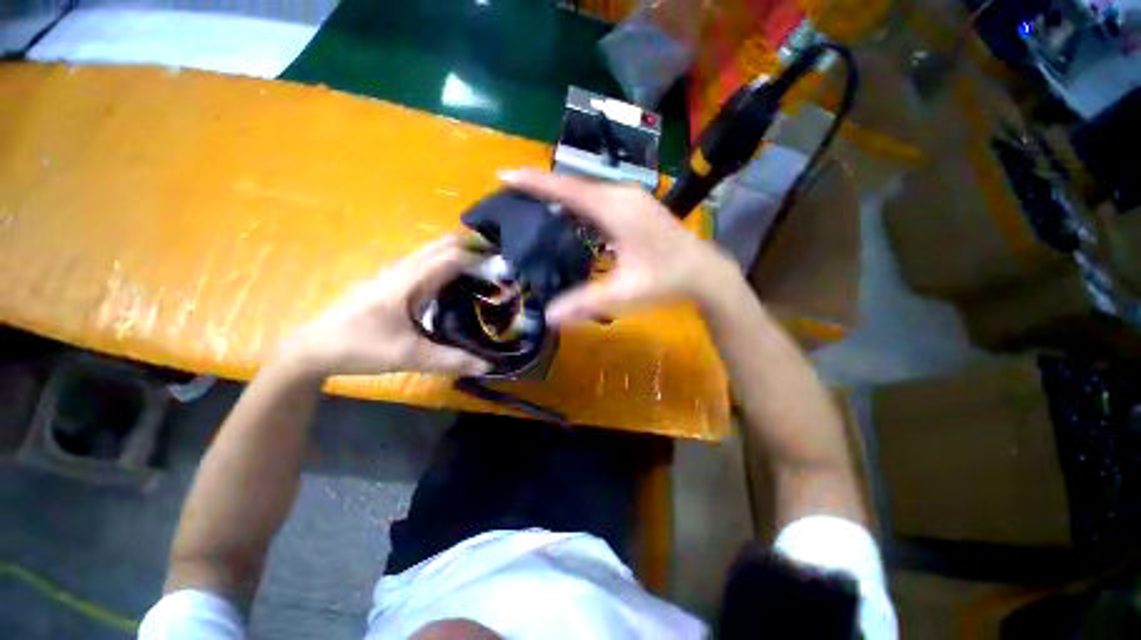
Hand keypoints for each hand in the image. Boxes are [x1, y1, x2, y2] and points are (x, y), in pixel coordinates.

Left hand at [280, 236, 490, 376]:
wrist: (313, 348)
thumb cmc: (360, 346)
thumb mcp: (409, 356)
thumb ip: (451, 360)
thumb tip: (488, 365)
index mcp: (409, 281)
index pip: (451, 256)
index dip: (479, 258)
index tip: (504, 267)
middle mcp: (403, 269)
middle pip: (442, 246)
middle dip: (471, 248)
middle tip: (497, 265)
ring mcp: (394, 272)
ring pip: (432, 251)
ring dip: (458, 253)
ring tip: (483, 269)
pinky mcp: (390, 281)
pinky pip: (424, 262)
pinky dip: (445, 263)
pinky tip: (454, 281)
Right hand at [500, 169, 733, 324]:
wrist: (704, 272)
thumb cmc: (665, 280)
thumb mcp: (624, 294)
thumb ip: (585, 303)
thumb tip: (548, 317)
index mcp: (615, 210)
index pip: (567, 190)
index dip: (535, 182)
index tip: (505, 174)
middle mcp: (621, 195)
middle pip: (574, 186)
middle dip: (543, 187)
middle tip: (513, 195)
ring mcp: (631, 198)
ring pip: (587, 191)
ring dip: (561, 195)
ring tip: (533, 204)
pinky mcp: (636, 205)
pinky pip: (598, 199)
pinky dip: (578, 204)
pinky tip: (569, 217)